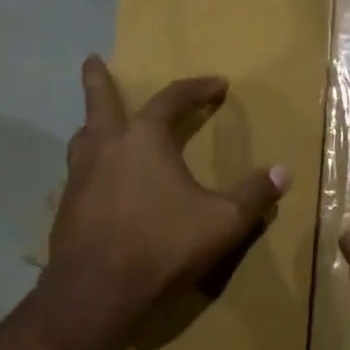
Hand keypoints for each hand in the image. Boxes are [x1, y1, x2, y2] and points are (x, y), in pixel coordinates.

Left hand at [46, 56, 289, 329]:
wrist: (98, 290)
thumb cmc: (163, 245)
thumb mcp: (223, 221)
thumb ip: (253, 194)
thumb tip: (283, 172)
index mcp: (144, 140)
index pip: (172, 100)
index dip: (197, 89)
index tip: (218, 84)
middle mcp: (105, 148)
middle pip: (100, 102)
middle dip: (98, 80)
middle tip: (92, 60)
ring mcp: (79, 178)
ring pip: (82, 139)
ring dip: (91, 124)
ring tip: (97, 124)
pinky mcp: (66, 208)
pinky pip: (78, 174)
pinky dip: (89, 166)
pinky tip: (98, 183)